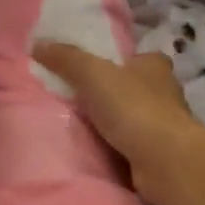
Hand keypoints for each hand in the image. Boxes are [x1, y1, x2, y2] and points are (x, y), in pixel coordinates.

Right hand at [32, 43, 202, 200]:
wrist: (164, 160)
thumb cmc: (133, 107)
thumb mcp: (92, 74)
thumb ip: (66, 58)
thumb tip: (38, 44)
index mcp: (155, 65)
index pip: (136, 57)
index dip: (116, 62)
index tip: (92, 71)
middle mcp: (166, 92)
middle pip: (135, 87)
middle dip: (113, 93)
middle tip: (80, 100)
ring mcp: (166, 124)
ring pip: (135, 117)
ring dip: (116, 122)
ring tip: (84, 127)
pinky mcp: (162, 152)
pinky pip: (135, 143)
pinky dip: (120, 145)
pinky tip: (101, 150)